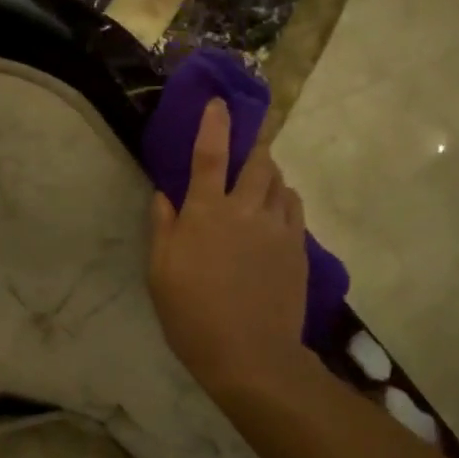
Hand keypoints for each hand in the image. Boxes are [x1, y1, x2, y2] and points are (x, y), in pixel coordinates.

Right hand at [148, 99, 314, 399]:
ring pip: (280, 182)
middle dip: (253, 146)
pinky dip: (284, 199)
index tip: (221, 103)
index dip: (215, 124)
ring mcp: (277, 228)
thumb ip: (163, 227)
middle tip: (246, 148)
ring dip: (269, 173)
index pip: (210, 155)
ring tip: (259, 182)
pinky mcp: (298, 248)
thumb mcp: (161, 272)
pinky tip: (275, 211)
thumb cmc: (192, 314)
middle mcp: (245, 210)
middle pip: (258, 161)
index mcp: (206, 212)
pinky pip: (294, 208)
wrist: (249, 354)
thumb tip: (165, 195)